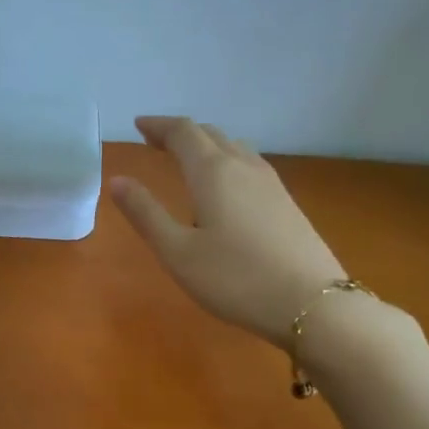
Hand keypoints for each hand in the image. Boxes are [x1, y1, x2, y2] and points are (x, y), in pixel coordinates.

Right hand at [109, 116, 346, 344]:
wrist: (311, 303)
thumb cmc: (234, 279)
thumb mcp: (177, 252)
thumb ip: (145, 214)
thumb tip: (117, 180)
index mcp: (213, 172)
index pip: (183, 132)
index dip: (158, 125)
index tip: (138, 125)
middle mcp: (243, 166)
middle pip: (210, 134)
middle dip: (180, 133)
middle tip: (156, 142)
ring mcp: (270, 183)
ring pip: (234, 147)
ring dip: (207, 145)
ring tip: (188, 159)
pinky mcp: (286, 202)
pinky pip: (250, 165)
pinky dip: (227, 161)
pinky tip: (225, 187)